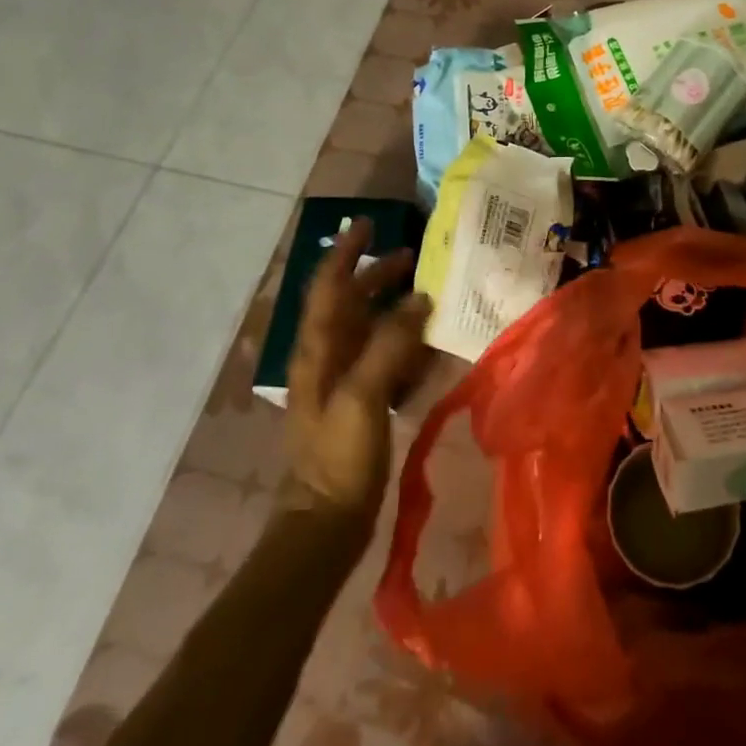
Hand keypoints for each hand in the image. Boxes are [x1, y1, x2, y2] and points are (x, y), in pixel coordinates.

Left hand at [280, 218, 431, 530]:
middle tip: (413, 256)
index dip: (345, 252)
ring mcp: (342, 380)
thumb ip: (390, 343)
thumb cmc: (339, 455)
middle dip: (376, 274)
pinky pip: (383, 358)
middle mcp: (327, 357)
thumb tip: (419, 299)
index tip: (367, 224)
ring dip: (392, 305)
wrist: (326, 521)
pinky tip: (427, 346)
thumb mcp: (363, 396)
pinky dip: (403, 342)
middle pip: (350, 301)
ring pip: (367, 327)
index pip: (328, 286)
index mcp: (318, 349)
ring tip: (426, 293)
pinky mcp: (359, 402)